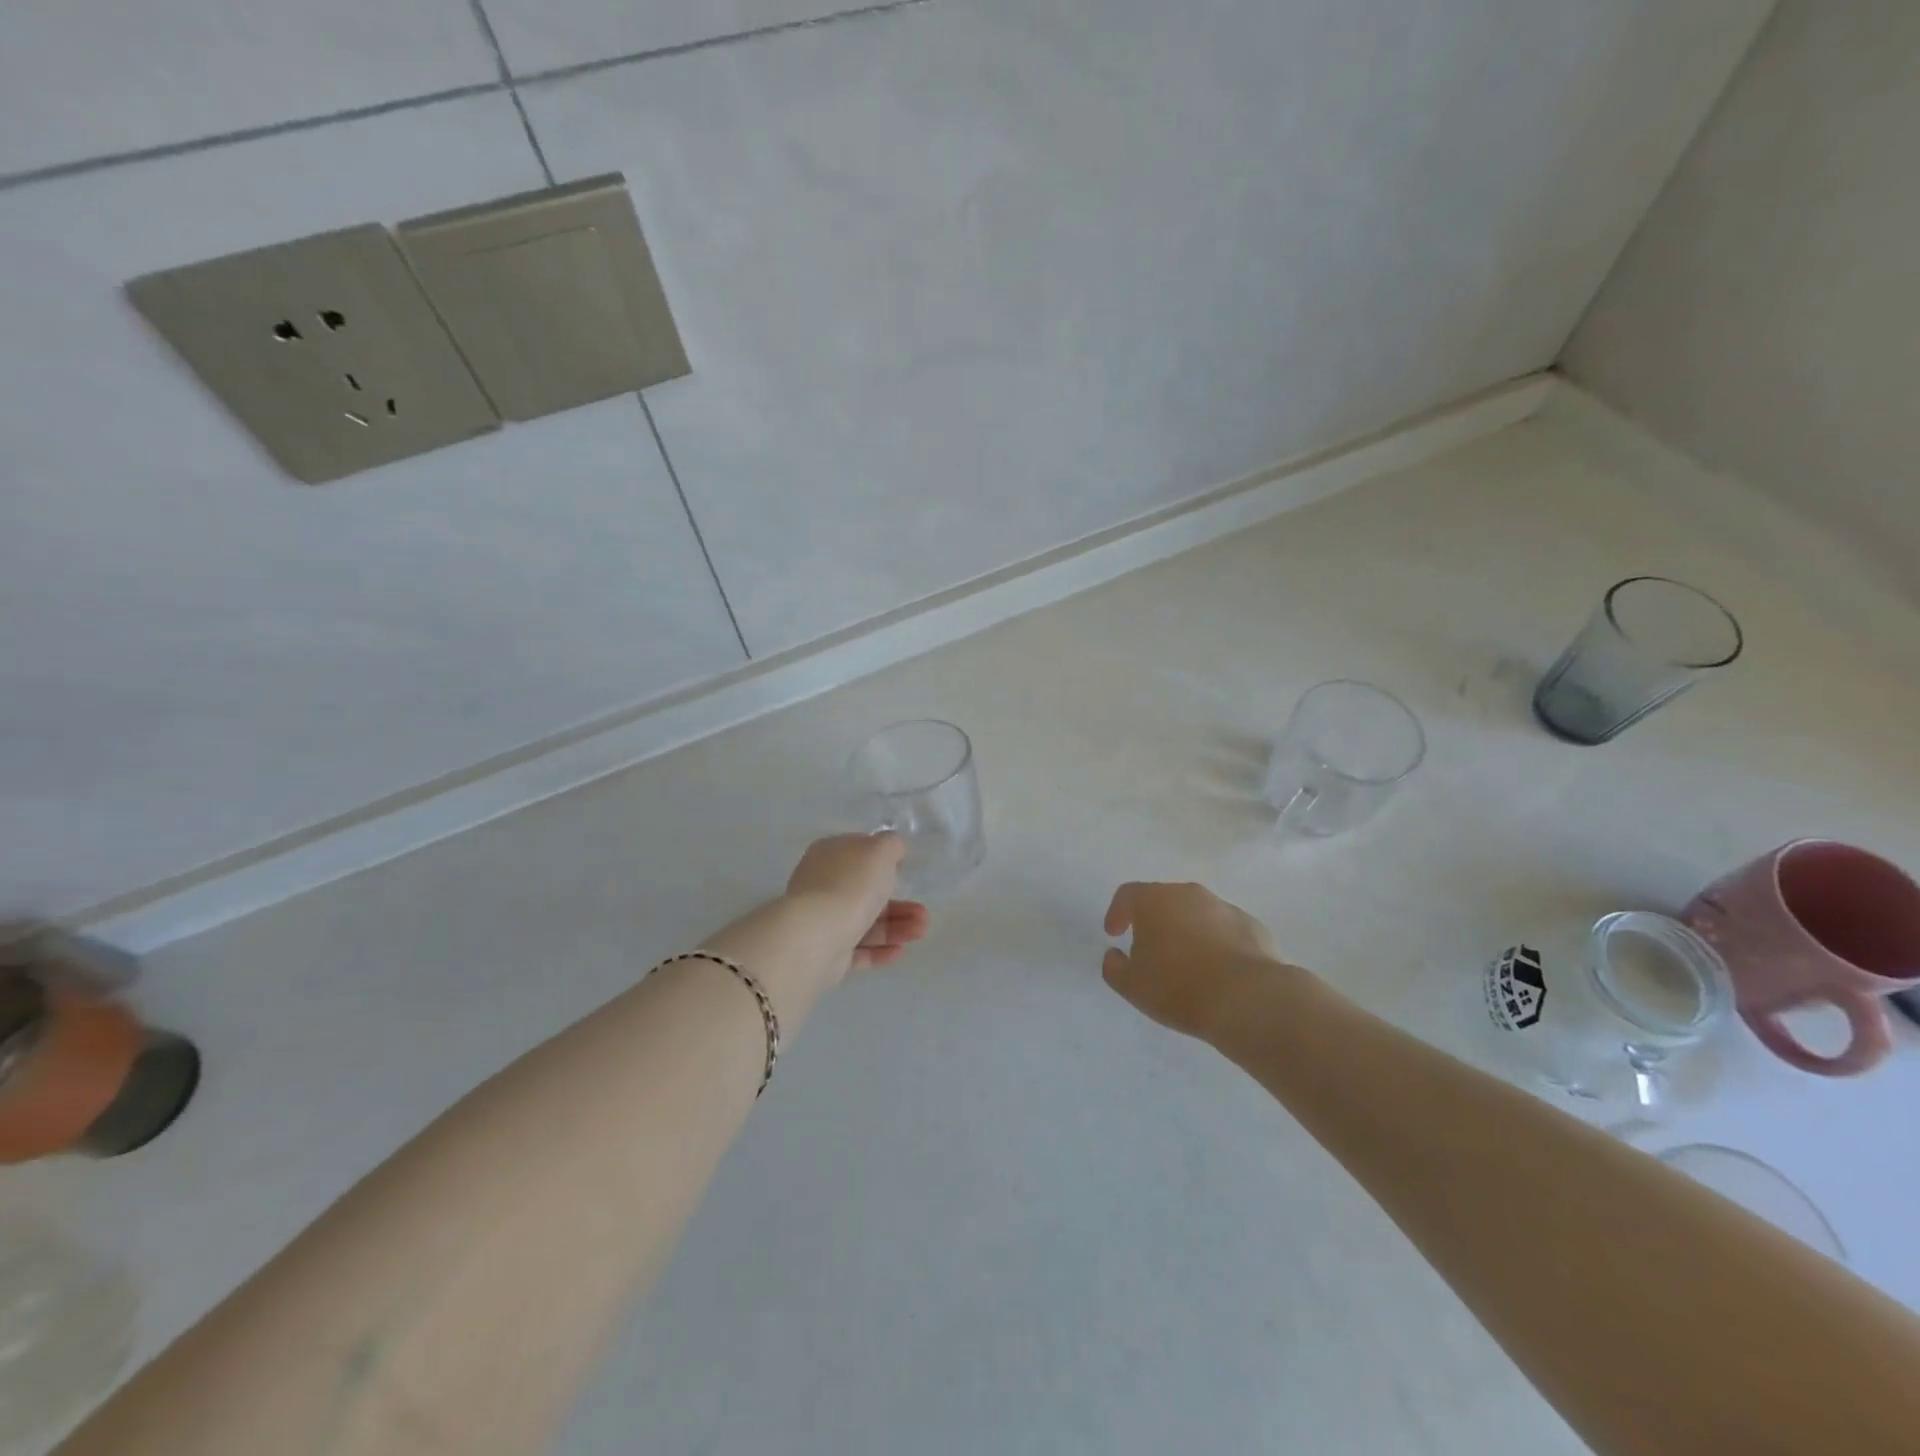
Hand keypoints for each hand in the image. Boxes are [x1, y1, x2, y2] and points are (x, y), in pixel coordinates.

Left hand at [786, 834, 929, 976]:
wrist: (818, 936)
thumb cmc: (852, 885)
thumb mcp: (880, 851)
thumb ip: (892, 844)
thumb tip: (893, 850)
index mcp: (830, 855)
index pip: (858, 853)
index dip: (882, 861)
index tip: (905, 870)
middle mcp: (822, 885)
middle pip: (865, 892)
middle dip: (899, 903)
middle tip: (924, 912)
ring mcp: (822, 920)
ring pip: (865, 921)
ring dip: (896, 926)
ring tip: (920, 932)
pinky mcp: (825, 952)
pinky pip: (857, 949)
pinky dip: (879, 950)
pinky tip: (900, 951)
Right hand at [1102, 881, 1282, 1038]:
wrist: (1247, 999)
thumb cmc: (1177, 987)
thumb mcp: (1131, 985)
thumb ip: (1114, 967)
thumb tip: (1115, 955)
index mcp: (1154, 900)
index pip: (1127, 895)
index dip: (1117, 913)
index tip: (1115, 934)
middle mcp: (1188, 894)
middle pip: (1163, 900)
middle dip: (1154, 921)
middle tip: (1150, 950)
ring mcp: (1224, 907)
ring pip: (1197, 914)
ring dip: (1187, 931)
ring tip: (1186, 964)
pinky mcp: (1253, 926)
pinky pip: (1225, 930)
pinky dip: (1216, 943)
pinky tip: (1218, 971)